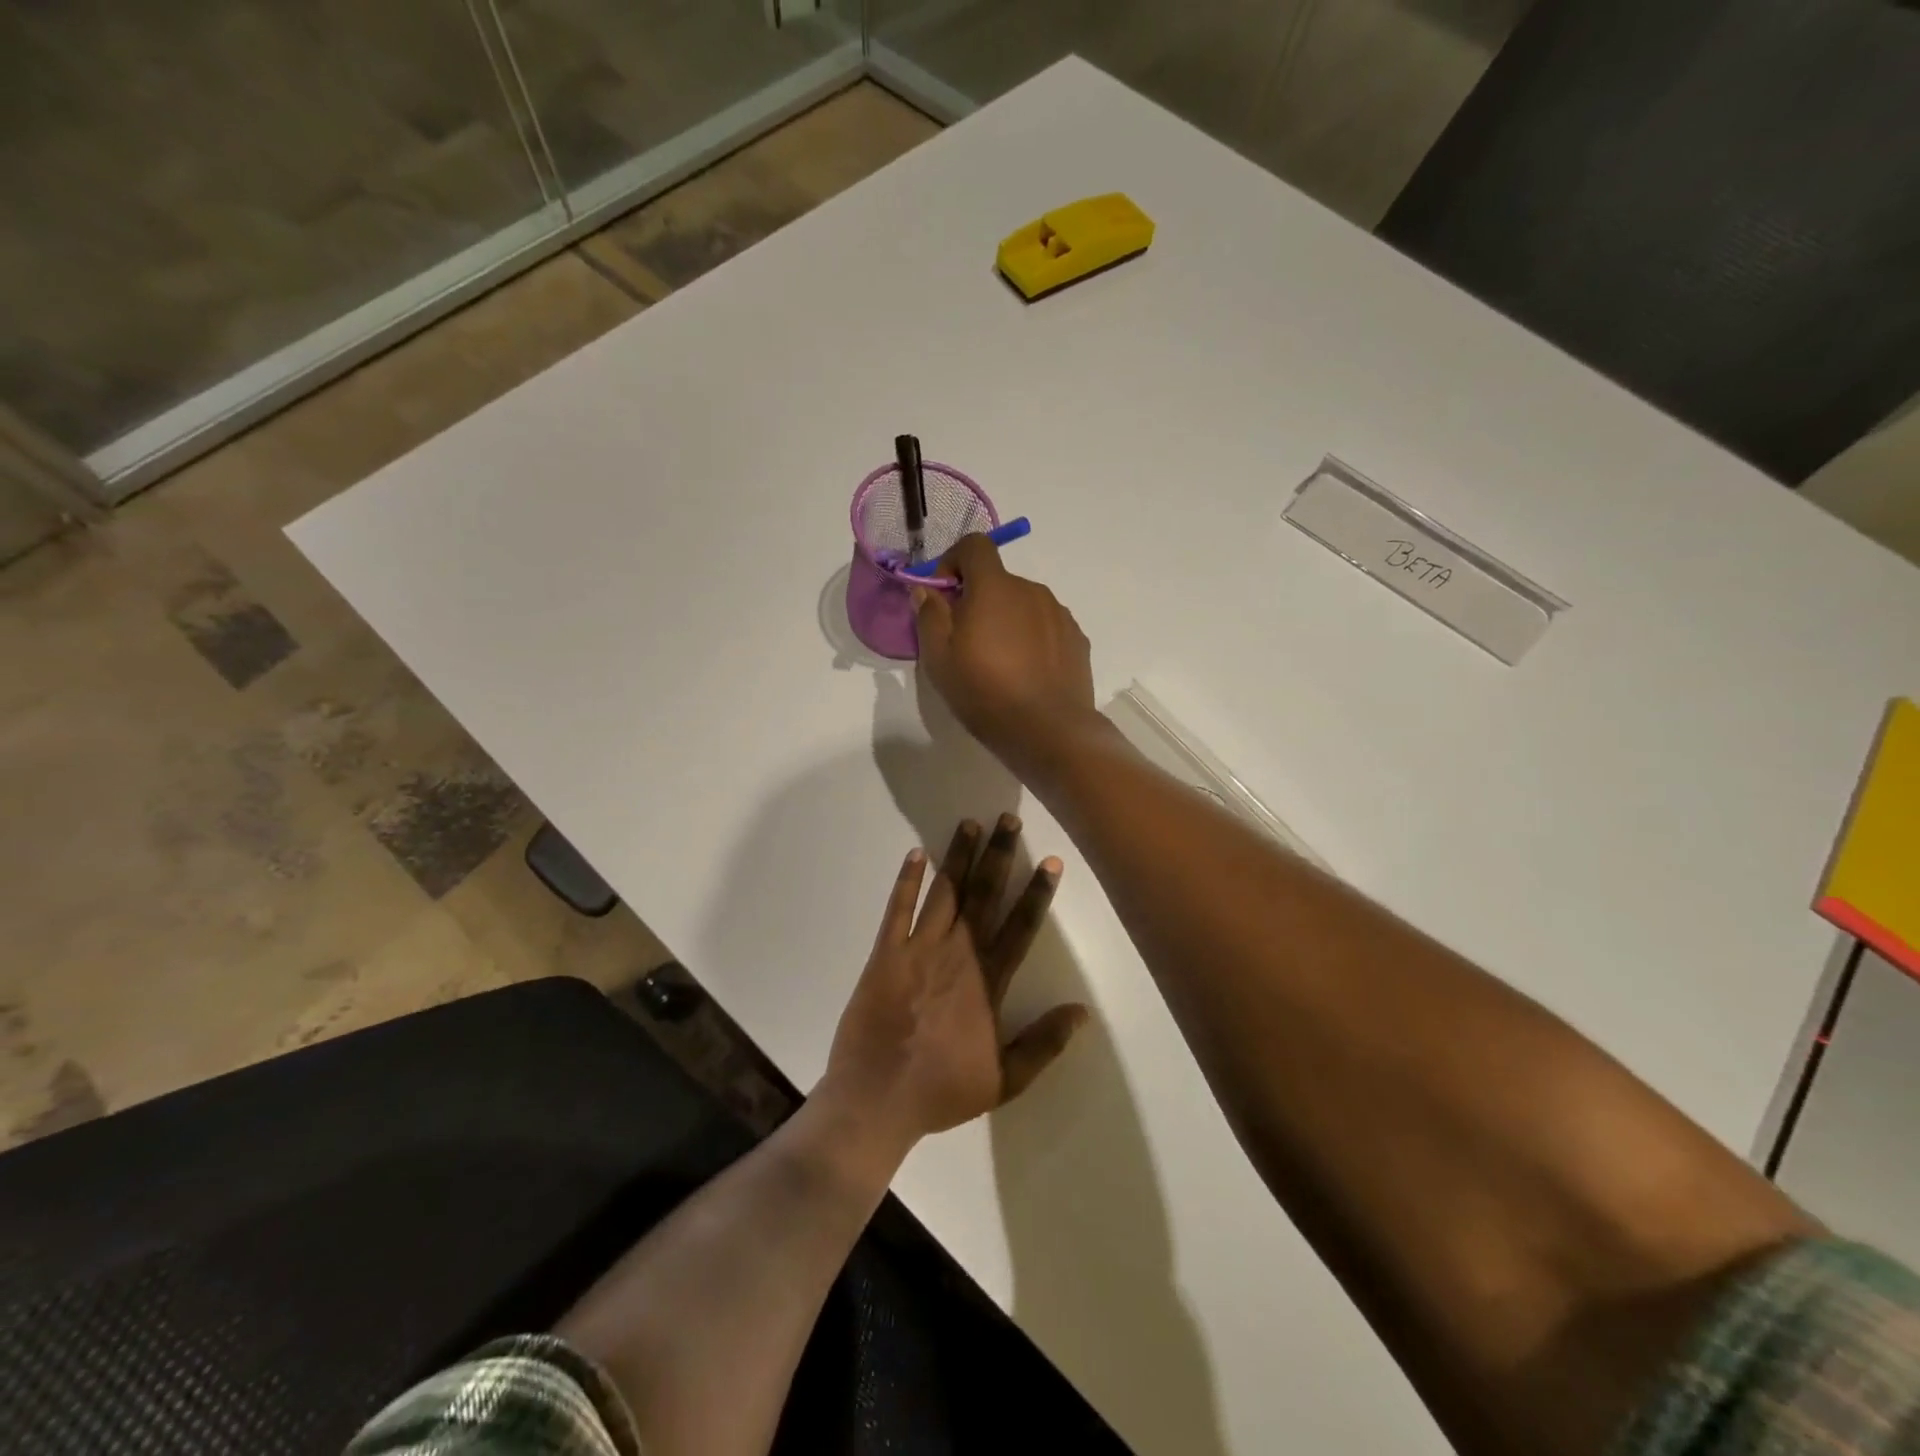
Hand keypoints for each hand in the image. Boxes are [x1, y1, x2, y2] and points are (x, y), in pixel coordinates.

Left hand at [822, 815, 1088, 1151]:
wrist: (876, 1100)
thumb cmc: (941, 1091)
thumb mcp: (1004, 1079)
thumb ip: (1043, 1043)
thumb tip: (1082, 1011)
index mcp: (988, 981)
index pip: (1020, 927)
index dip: (1037, 892)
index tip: (1050, 860)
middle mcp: (958, 955)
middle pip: (984, 896)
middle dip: (998, 855)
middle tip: (1008, 819)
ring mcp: (918, 950)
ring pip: (945, 893)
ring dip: (958, 857)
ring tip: (970, 824)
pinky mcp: (884, 954)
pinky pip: (897, 909)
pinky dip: (907, 881)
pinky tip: (916, 854)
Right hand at [911, 536, 1097, 768]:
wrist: (1050, 731)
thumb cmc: (986, 693)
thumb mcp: (939, 659)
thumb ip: (929, 616)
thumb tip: (927, 590)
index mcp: (995, 587)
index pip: (974, 546)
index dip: (953, 561)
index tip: (943, 594)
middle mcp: (1032, 590)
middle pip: (998, 580)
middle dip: (978, 600)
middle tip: (966, 642)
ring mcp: (1059, 614)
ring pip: (1023, 604)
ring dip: (1006, 620)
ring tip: (1000, 663)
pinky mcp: (1077, 639)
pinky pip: (1045, 626)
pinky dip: (1031, 638)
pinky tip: (1027, 673)